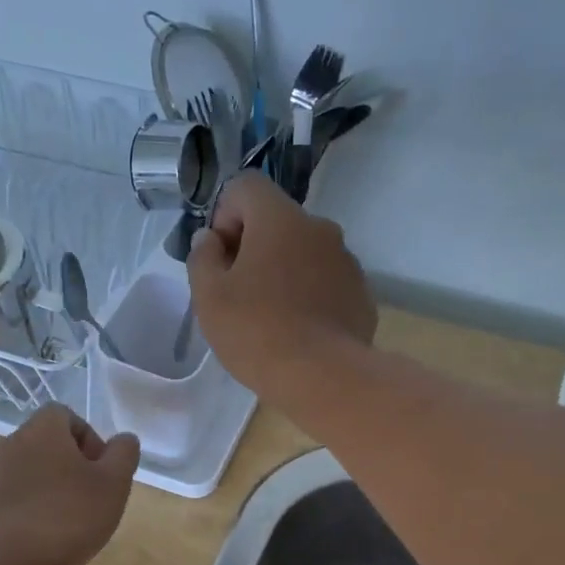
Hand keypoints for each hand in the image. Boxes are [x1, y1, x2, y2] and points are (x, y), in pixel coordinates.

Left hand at [0, 405, 138, 564]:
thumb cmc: (65, 517)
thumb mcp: (112, 485)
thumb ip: (123, 455)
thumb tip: (124, 439)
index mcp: (43, 430)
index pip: (66, 416)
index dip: (90, 440)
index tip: (102, 472)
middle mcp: (11, 444)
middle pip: (47, 445)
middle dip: (72, 468)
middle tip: (91, 500)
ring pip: (30, 474)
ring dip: (51, 491)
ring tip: (68, 525)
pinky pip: (13, 500)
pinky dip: (30, 512)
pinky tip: (42, 540)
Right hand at [186, 172, 376, 398]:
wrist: (323, 377)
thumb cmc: (257, 332)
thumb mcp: (209, 297)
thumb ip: (202, 258)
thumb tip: (211, 239)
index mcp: (280, 218)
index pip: (246, 187)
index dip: (225, 216)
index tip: (220, 258)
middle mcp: (320, 228)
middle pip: (278, 221)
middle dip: (254, 247)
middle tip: (240, 293)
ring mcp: (347, 261)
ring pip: (305, 254)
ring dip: (285, 272)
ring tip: (272, 318)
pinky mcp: (361, 294)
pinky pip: (327, 283)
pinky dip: (310, 296)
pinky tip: (300, 333)